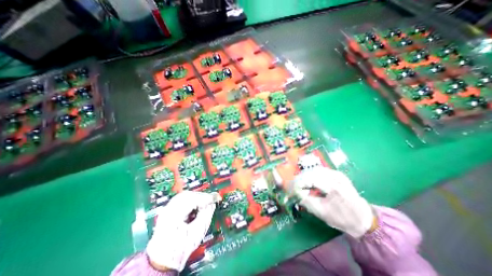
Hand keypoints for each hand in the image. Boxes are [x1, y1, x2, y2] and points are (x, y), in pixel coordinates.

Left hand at [144, 191, 216, 269]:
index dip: (207, 197)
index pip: (193, 200)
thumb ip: (206, 215)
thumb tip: (212, 203)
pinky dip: (192, 200)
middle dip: (202, 196)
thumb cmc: (180, 250)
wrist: (163, 261)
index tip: (216, 197)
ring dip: (197, 197)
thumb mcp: (197, 233)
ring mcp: (167, 209)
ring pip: (185, 195)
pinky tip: (197, 205)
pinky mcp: (169, 210)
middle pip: (188, 195)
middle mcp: (167, 210)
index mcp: (173, 216)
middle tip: (211, 200)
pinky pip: (182, 199)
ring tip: (205, 203)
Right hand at [290, 166, 375, 239]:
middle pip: (312, 172)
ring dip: (307, 175)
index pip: (311, 180)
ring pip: (316, 169)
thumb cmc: (342, 218)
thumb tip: (295, 193)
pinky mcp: (339, 174)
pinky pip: (322, 170)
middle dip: (302, 178)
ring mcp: (338, 174)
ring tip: (302, 182)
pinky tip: (311, 180)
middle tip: (295, 185)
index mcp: (334, 188)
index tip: (293, 187)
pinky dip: (314, 174)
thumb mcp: (322, 213)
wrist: (363, 218)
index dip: (300, 183)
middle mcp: (336, 178)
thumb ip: (306, 201)